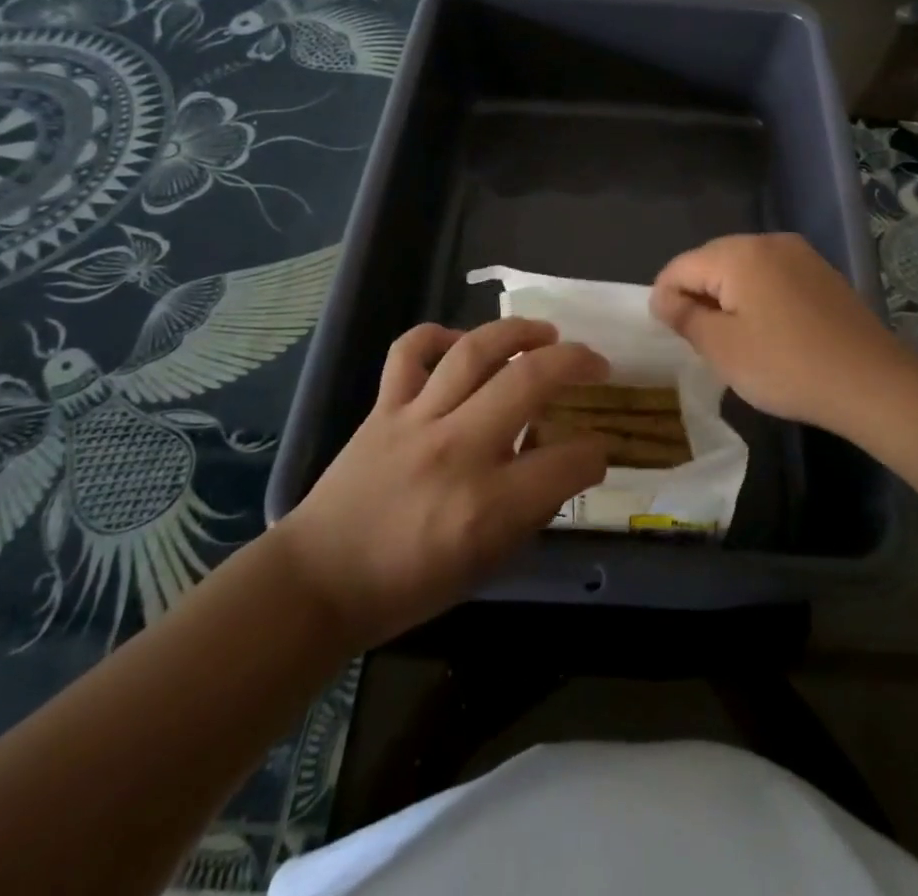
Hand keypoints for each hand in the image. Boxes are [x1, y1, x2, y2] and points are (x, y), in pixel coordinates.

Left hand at [275, 319, 608, 648]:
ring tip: (546, 332)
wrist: (319, 581)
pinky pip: (409, 351)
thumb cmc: (408, 585)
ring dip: (519, 332)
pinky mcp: (383, 408)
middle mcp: (457, 450)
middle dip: (576, 363)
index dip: (596, 453)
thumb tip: (560, 462)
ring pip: (474, 351)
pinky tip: (461, 342)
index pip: (567, 462)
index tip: (598, 449)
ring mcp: (416, 421)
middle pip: (530, 381)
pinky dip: (438, 335)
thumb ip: (530, 510)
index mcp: (487, 506)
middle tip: (595, 364)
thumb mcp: (486, 565)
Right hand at [651, 233, 917, 439]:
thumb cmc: (787, 366)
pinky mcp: (821, 273)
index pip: (681, 266)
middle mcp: (768, 241)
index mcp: (739, 254)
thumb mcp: (723, 348)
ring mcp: (800, 254)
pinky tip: (767, 331)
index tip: (669, 335)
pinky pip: (772, 276)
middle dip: (697, 295)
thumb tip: (662, 298)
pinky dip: (758, 298)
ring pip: (743, 268)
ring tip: (731, 339)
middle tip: (698, 340)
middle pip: (712, 261)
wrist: (872, 383)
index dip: (665, 298)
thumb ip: (685, 317)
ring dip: (728, 297)